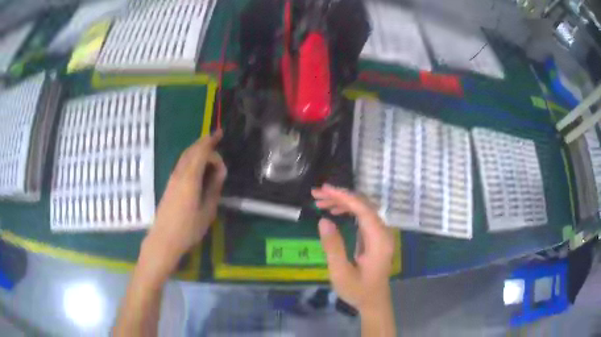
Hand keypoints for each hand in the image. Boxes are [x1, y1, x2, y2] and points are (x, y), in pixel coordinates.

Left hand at [142, 131, 226, 272]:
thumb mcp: (207, 211)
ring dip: (197, 149)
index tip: (221, 137)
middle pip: (191, 151)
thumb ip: (213, 189)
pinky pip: (182, 164)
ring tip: (208, 146)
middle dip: (203, 141)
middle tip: (216, 136)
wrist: (164, 239)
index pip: (201, 153)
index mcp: (190, 179)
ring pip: (184, 157)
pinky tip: (197, 163)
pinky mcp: (170, 185)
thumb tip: (219, 172)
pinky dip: (191, 157)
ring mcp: (172, 179)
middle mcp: (179, 174)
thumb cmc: (188, 229)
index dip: (211, 143)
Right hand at [312, 184, 394, 313]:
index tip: (324, 190)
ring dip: (343, 202)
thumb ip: (333, 246)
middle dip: (340, 196)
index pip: (364, 210)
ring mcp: (380, 234)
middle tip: (317, 195)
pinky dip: (348, 211)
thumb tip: (324, 221)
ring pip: (363, 209)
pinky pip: (363, 217)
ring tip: (321, 202)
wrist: (373, 302)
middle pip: (364, 205)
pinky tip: (335, 211)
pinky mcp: (376, 237)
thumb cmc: (358, 290)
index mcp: (378, 241)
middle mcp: (383, 233)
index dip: (344, 197)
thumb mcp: (341, 272)